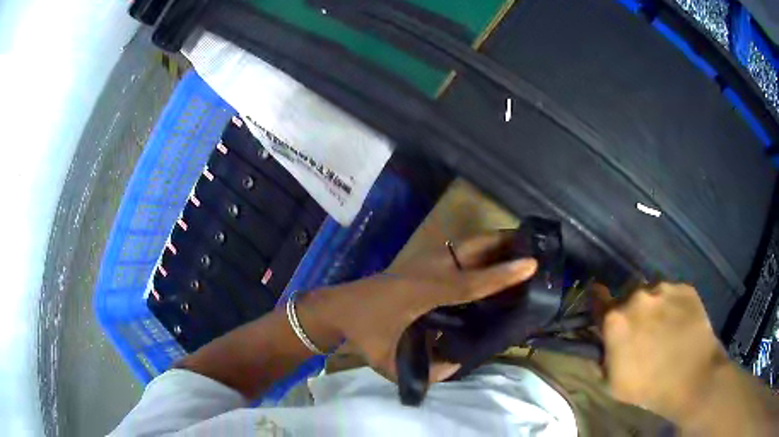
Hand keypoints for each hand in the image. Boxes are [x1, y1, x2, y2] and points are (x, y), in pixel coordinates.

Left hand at [299, 232, 536, 381]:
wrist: (338, 307)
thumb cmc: (364, 333)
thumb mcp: (389, 362)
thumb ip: (426, 373)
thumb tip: (456, 366)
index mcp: (426, 292)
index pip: (472, 283)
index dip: (503, 275)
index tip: (531, 263)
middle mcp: (429, 270)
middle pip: (472, 248)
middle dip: (502, 242)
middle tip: (530, 243)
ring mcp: (423, 260)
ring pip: (465, 244)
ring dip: (491, 243)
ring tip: (516, 247)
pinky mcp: (419, 260)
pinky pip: (456, 250)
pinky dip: (476, 251)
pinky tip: (486, 261)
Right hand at [602, 282, 728, 422]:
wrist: (693, 377)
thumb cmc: (648, 387)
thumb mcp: (612, 382)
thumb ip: (601, 357)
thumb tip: (600, 342)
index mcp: (616, 319)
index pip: (597, 297)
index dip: (598, 302)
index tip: (601, 308)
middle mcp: (638, 295)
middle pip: (628, 295)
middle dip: (630, 310)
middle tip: (641, 330)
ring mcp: (664, 288)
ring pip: (652, 292)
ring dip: (652, 305)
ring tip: (664, 326)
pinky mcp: (685, 288)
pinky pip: (672, 292)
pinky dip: (672, 305)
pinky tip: (679, 324)